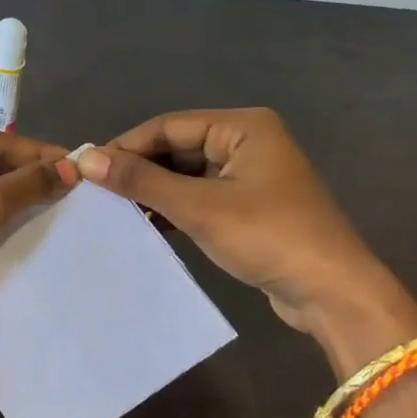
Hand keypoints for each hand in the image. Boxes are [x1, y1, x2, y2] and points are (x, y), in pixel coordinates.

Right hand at [77, 109, 416, 350]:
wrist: (330, 292)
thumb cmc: (267, 237)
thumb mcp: (199, 207)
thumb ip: (142, 182)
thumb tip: (86, 161)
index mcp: (243, 127)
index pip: (168, 125)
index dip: (126, 146)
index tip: (86, 170)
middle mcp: (247, 142)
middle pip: (177, 148)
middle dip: (139, 170)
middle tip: (96, 193)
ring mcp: (249, 175)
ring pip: (186, 175)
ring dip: (153, 192)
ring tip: (113, 210)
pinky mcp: (248, 206)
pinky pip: (199, 197)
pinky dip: (173, 209)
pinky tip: (145, 225)